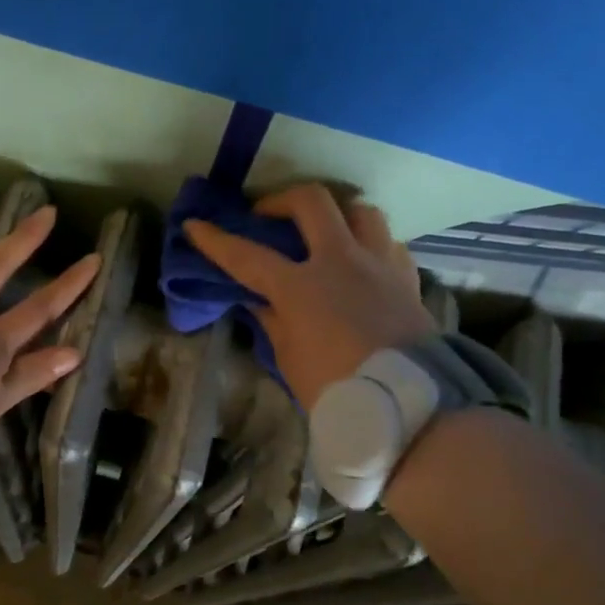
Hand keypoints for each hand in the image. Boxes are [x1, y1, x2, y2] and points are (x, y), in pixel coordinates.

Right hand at [183, 183, 432, 411]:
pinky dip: (370, 244)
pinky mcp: (407, 278)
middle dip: (281, 200)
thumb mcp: (290, 358)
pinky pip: (388, 242)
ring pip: (360, 210)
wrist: (408, 405)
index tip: (196, 225)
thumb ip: (273, 321)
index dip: (216, 240)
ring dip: (337, 213)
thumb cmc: (336, 387)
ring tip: (325, 231)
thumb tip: (261, 301)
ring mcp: (378, 264)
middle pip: (311, 202)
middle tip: (267, 215)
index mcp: (301, 286)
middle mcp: (341, 261)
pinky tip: (363, 261)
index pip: (248, 256)